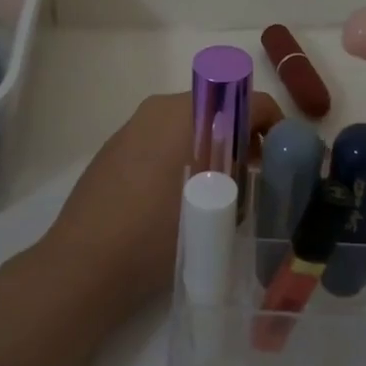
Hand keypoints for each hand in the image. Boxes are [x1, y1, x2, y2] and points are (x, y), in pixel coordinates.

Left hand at [38, 90, 282, 326]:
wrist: (86, 264)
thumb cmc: (158, 234)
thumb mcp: (218, 208)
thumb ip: (244, 177)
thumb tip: (252, 166)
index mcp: (188, 114)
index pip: (248, 101)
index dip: (272, 124)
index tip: (280, 154)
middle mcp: (160, 108)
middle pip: (217, 107)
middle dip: (241, 134)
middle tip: (252, 172)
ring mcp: (133, 126)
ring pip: (188, 122)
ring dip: (211, 143)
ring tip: (217, 187)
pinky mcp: (115, 147)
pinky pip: (162, 137)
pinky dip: (181, 152)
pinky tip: (178, 193)